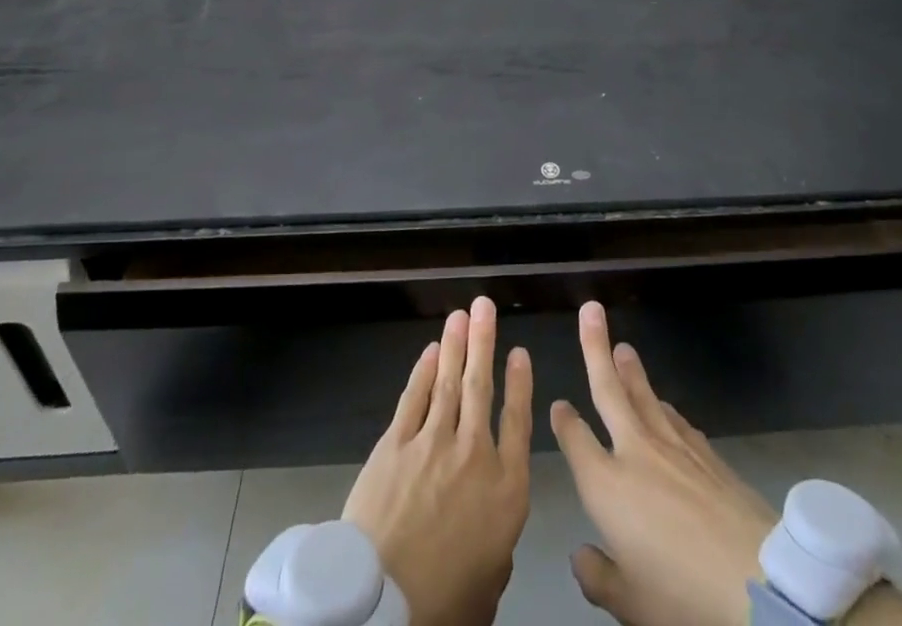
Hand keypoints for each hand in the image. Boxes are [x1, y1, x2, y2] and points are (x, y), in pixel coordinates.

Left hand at [344, 297, 532, 625]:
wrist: (382, 606)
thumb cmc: (444, 603)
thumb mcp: (490, 582)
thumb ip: (497, 546)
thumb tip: (492, 534)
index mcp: (505, 489)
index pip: (518, 422)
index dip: (519, 384)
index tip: (520, 352)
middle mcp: (473, 454)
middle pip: (481, 387)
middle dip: (484, 342)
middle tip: (485, 306)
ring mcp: (432, 443)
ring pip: (447, 381)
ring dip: (455, 344)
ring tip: (461, 314)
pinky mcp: (395, 445)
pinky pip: (413, 398)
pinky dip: (422, 371)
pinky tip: (429, 351)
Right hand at [551, 302, 778, 625]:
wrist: (755, 582)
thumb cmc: (682, 595)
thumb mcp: (630, 604)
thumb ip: (599, 577)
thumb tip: (581, 556)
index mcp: (606, 486)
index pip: (576, 441)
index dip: (564, 421)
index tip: (558, 405)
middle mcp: (635, 452)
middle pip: (609, 390)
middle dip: (596, 347)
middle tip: (591, 310)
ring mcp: (673, 446)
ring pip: (644, 395)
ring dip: (631, 369)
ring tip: (622, 346)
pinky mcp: (706, 452)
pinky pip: (676, 419)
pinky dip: (663, 407)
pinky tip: (663, 404)